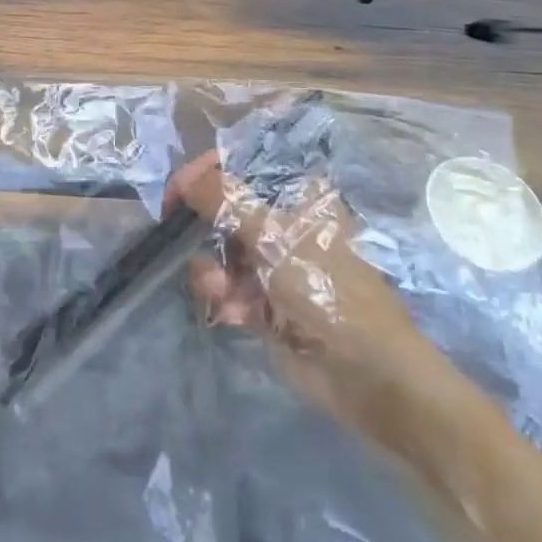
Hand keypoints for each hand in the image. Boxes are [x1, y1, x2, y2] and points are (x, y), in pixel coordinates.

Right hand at [170, 151, 453, 449]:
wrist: (365, 373)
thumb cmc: (326, 289)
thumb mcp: (273, 236)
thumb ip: (223, 200)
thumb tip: (185, 178)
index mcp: (297, 196)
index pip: (241, 167)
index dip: (205, 174)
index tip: (175, 193)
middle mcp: (284, 224)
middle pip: (224, 211)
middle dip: (204, 230)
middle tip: (186, 242)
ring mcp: (274, 264)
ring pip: (220, 252)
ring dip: (213, 271)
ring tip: (220, 291)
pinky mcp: (265, 302)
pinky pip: (227, 288)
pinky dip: (224, 298)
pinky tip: (234, 314)